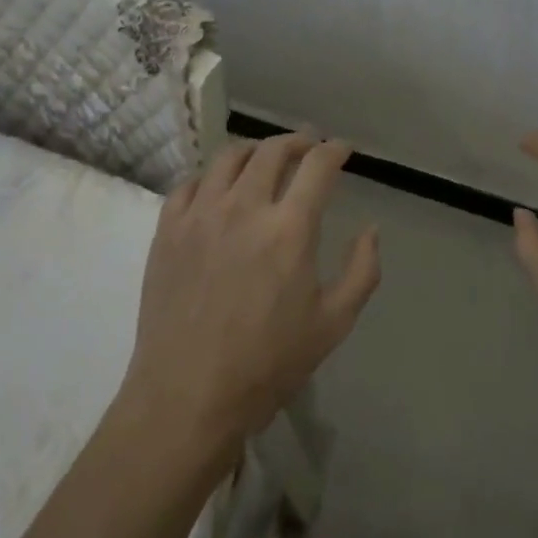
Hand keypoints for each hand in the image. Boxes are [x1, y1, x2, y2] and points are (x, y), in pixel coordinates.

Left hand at [123, 133, 379, 454]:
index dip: (334, 150)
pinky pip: (190, 184)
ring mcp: (200, 215)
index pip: (317, 166)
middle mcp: (244, 207)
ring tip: (265, 157)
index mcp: (289, 229)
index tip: (342, 149)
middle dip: (297, 141)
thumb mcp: (333, 324)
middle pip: (272, 151)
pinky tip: (218, 187)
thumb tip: (371, 230)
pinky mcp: (167, 230)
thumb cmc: (266, 365)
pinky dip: (211, 176)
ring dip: (254, 149)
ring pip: (228, 157)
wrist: (186, 397)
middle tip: (308, 145)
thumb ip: (362, 271)